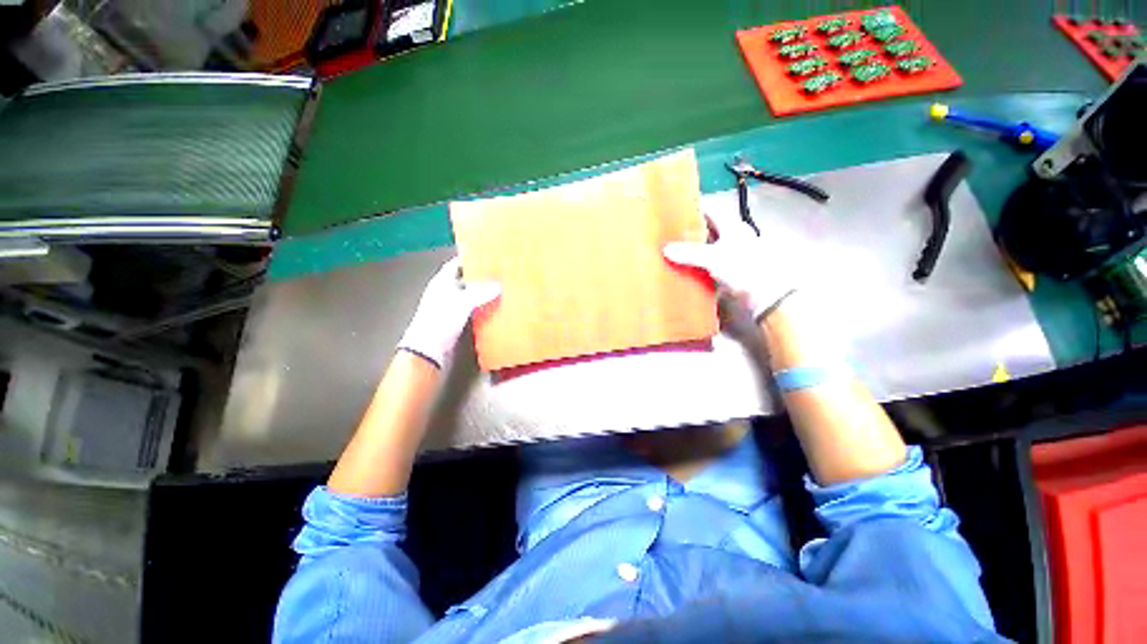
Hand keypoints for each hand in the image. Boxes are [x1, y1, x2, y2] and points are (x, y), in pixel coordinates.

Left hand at [396, 257, 499, 367]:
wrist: (428, 349)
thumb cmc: (440, 320)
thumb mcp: (463, 302)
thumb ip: (481, 292)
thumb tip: (498, 285)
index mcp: (442, 281)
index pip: (456, 264)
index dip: (469, 258)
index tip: (486, 255)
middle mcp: (446, 291)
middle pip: (465, 279)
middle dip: (480, 276)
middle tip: (498, 273)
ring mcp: (451, 306)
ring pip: (470, 295)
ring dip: (483, 293)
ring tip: (501, 289)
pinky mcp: (456, 319)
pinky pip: (472, 308)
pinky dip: (482, 306)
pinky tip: (494, 307)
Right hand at [663, 210, 797, 320]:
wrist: (765, 296)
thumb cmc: (743, 268)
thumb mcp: (713, 257)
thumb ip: (689, 253)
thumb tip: (666, 249)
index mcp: (732, 226)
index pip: (710, 211)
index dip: (695, 208)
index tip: (676, 209)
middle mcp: (731, 238)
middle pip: (707, 229)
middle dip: (689, 230)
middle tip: (668, 232)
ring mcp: (729, 255)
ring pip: (706, 247)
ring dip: (691, 249)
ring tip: (671, 250)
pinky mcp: (727, 271)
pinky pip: (706, 264)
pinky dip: (694, 264)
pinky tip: (683, 268)